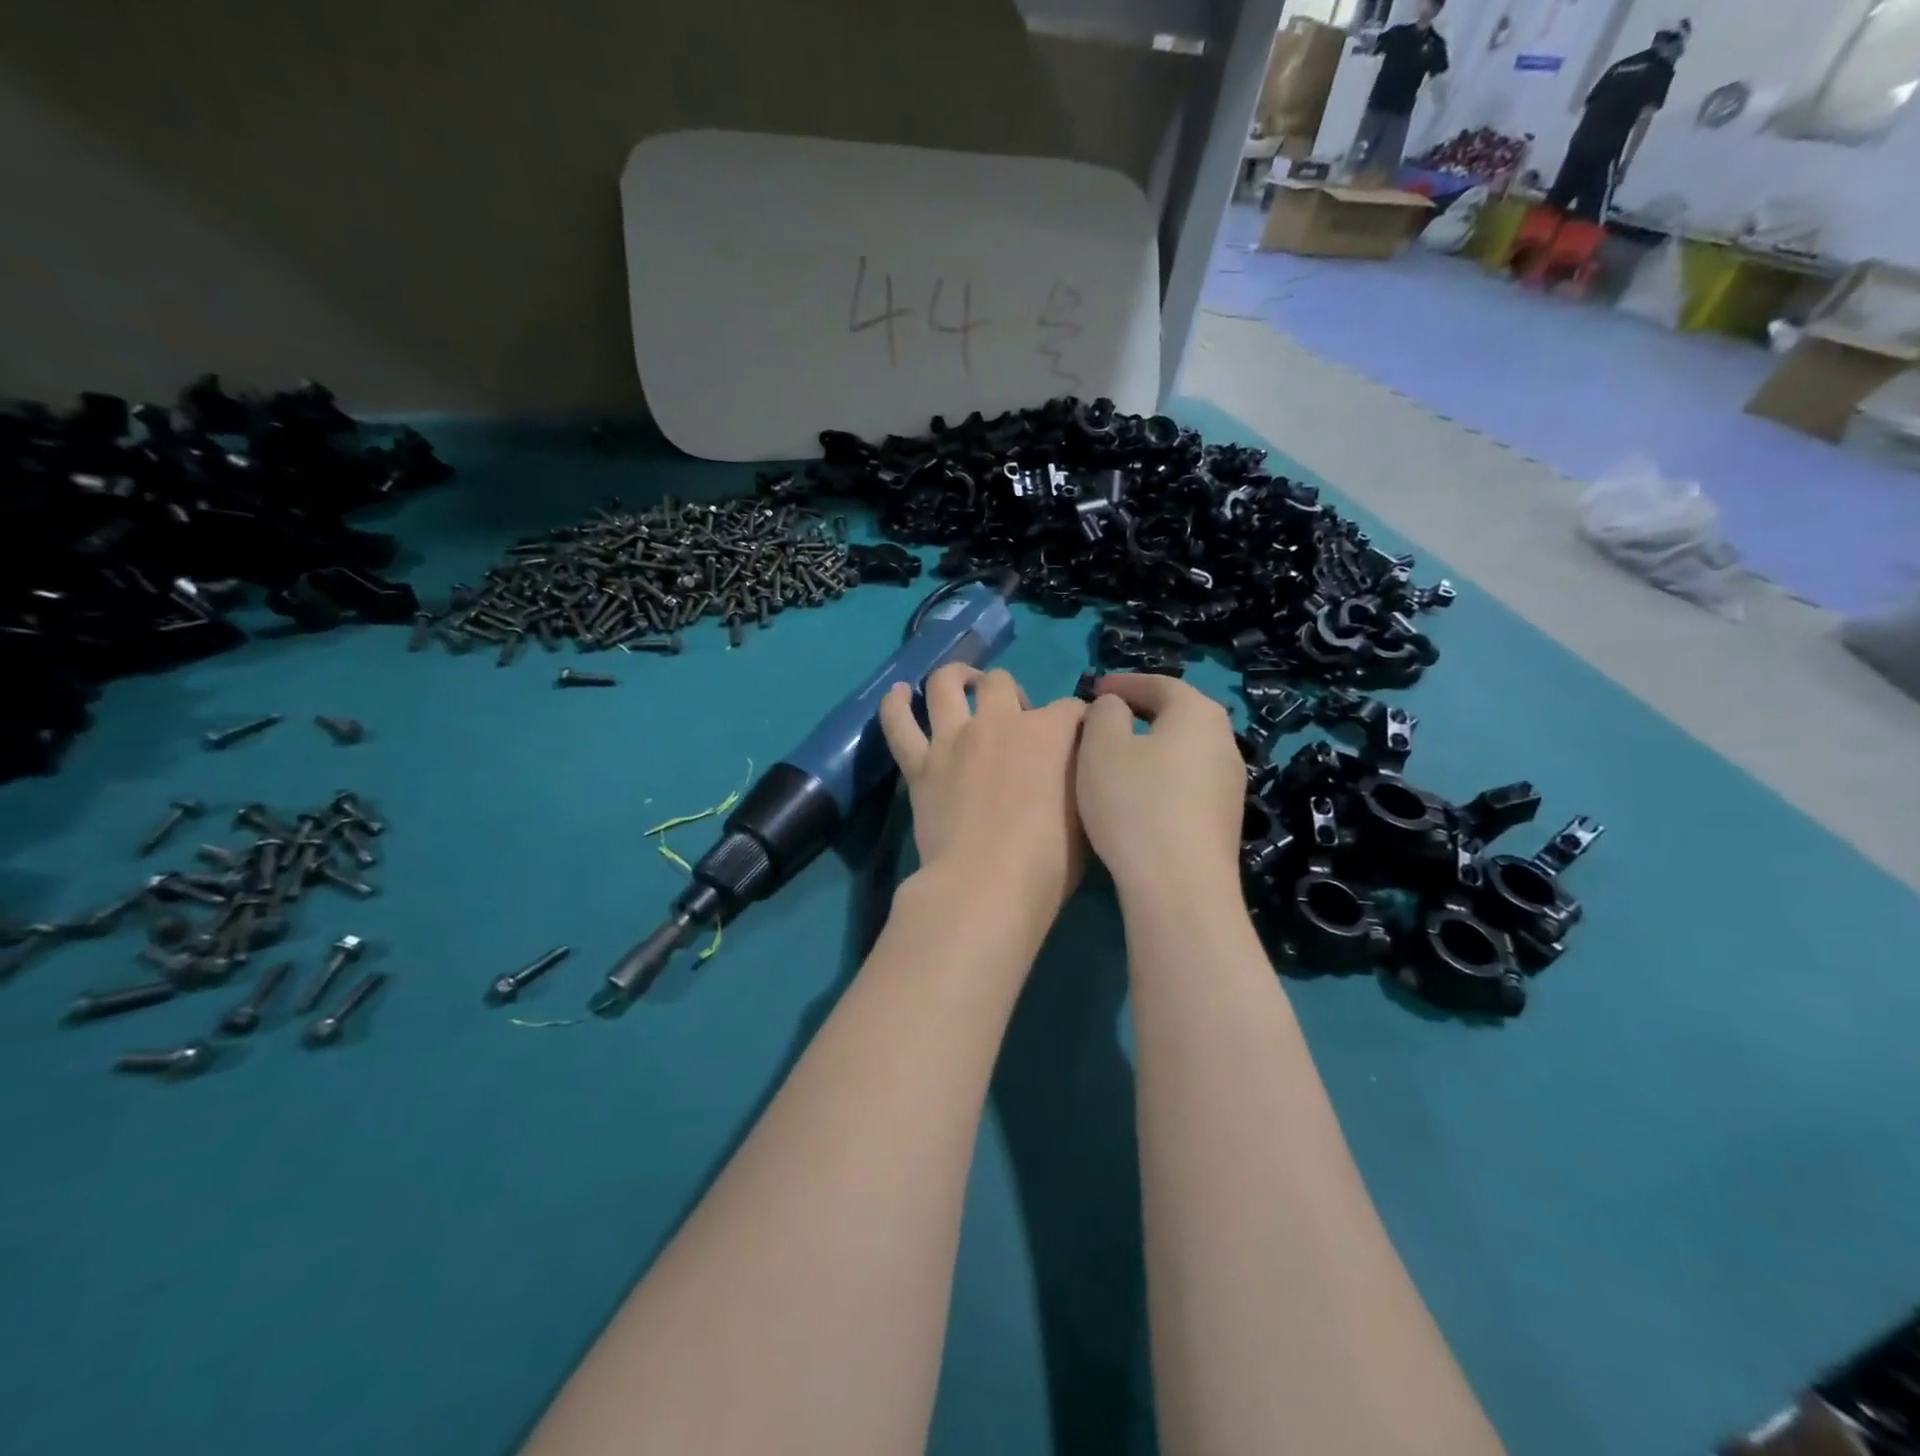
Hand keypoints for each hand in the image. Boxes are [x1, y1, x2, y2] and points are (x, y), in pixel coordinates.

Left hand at [879, 664, 1087, 932]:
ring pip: (946, 684)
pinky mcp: (919, 764)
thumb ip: (1080, 778)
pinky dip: (894, 705)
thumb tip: (1079, 763)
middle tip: (1015, 721)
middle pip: (1002, 682)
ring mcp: (954, 739)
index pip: (1072, 709)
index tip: (1080, 735)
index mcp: (1048, 733)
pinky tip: (897, 694)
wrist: (985, 885)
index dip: (1079, 720)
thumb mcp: (1086, 815)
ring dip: (955, 678)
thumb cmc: (1048, 862)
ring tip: (961, 685)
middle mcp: (999, 722)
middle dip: (1012, 693)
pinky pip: (898, 724)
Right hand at [1077, 674, 1244, 906]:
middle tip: (1107, 718)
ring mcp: (1230, 783)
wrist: (1180, 886)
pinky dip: (1163, 775)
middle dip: (1142, 711)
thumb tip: (1116, 707)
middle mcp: (1224, 741)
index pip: (1159, 683)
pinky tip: (1140, 794)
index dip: (1124, 683)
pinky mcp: (1225, 819)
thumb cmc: (1135, 803)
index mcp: (1197, 713)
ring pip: (1185, 749)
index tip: (1094, 689)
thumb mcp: (1102, 746)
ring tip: (1119, 756)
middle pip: (1179, 714)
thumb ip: (1105, 712)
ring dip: (1153, 745)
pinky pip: (1189, 781)